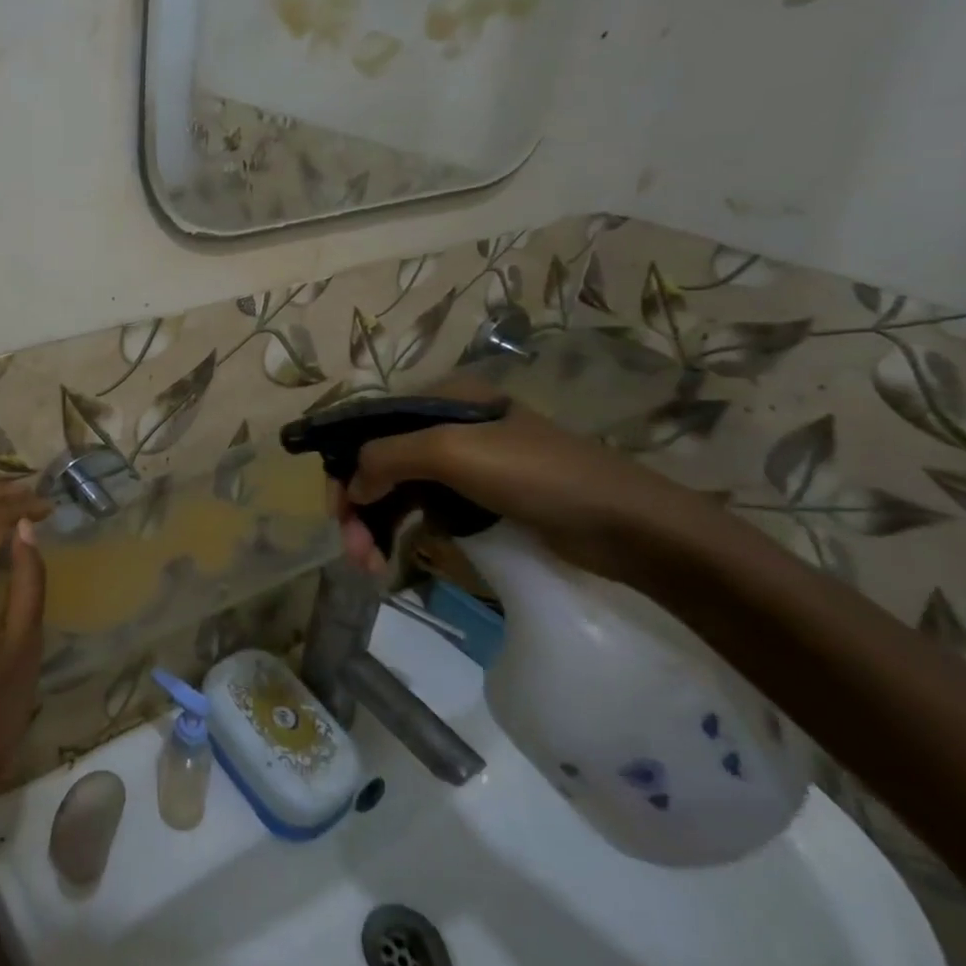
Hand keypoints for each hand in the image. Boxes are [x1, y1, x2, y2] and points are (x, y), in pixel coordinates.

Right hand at [332, 377, 707, 588]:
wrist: (630, 526)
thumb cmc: (538, 477)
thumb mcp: (453, 452)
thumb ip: (387, 457)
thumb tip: (351, 486)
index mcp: (441, 399)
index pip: (369, 426)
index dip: (343, 465)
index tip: (336, 512)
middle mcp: (448, 424)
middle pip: (380, 461)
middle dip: (359, 506)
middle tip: (354, 553)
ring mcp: (468, 462)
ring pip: (401, 489)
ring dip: (379, 524)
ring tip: (372, 567)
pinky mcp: (484, 497)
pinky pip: (427, 507)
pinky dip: (408, 529)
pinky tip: (403, 553)